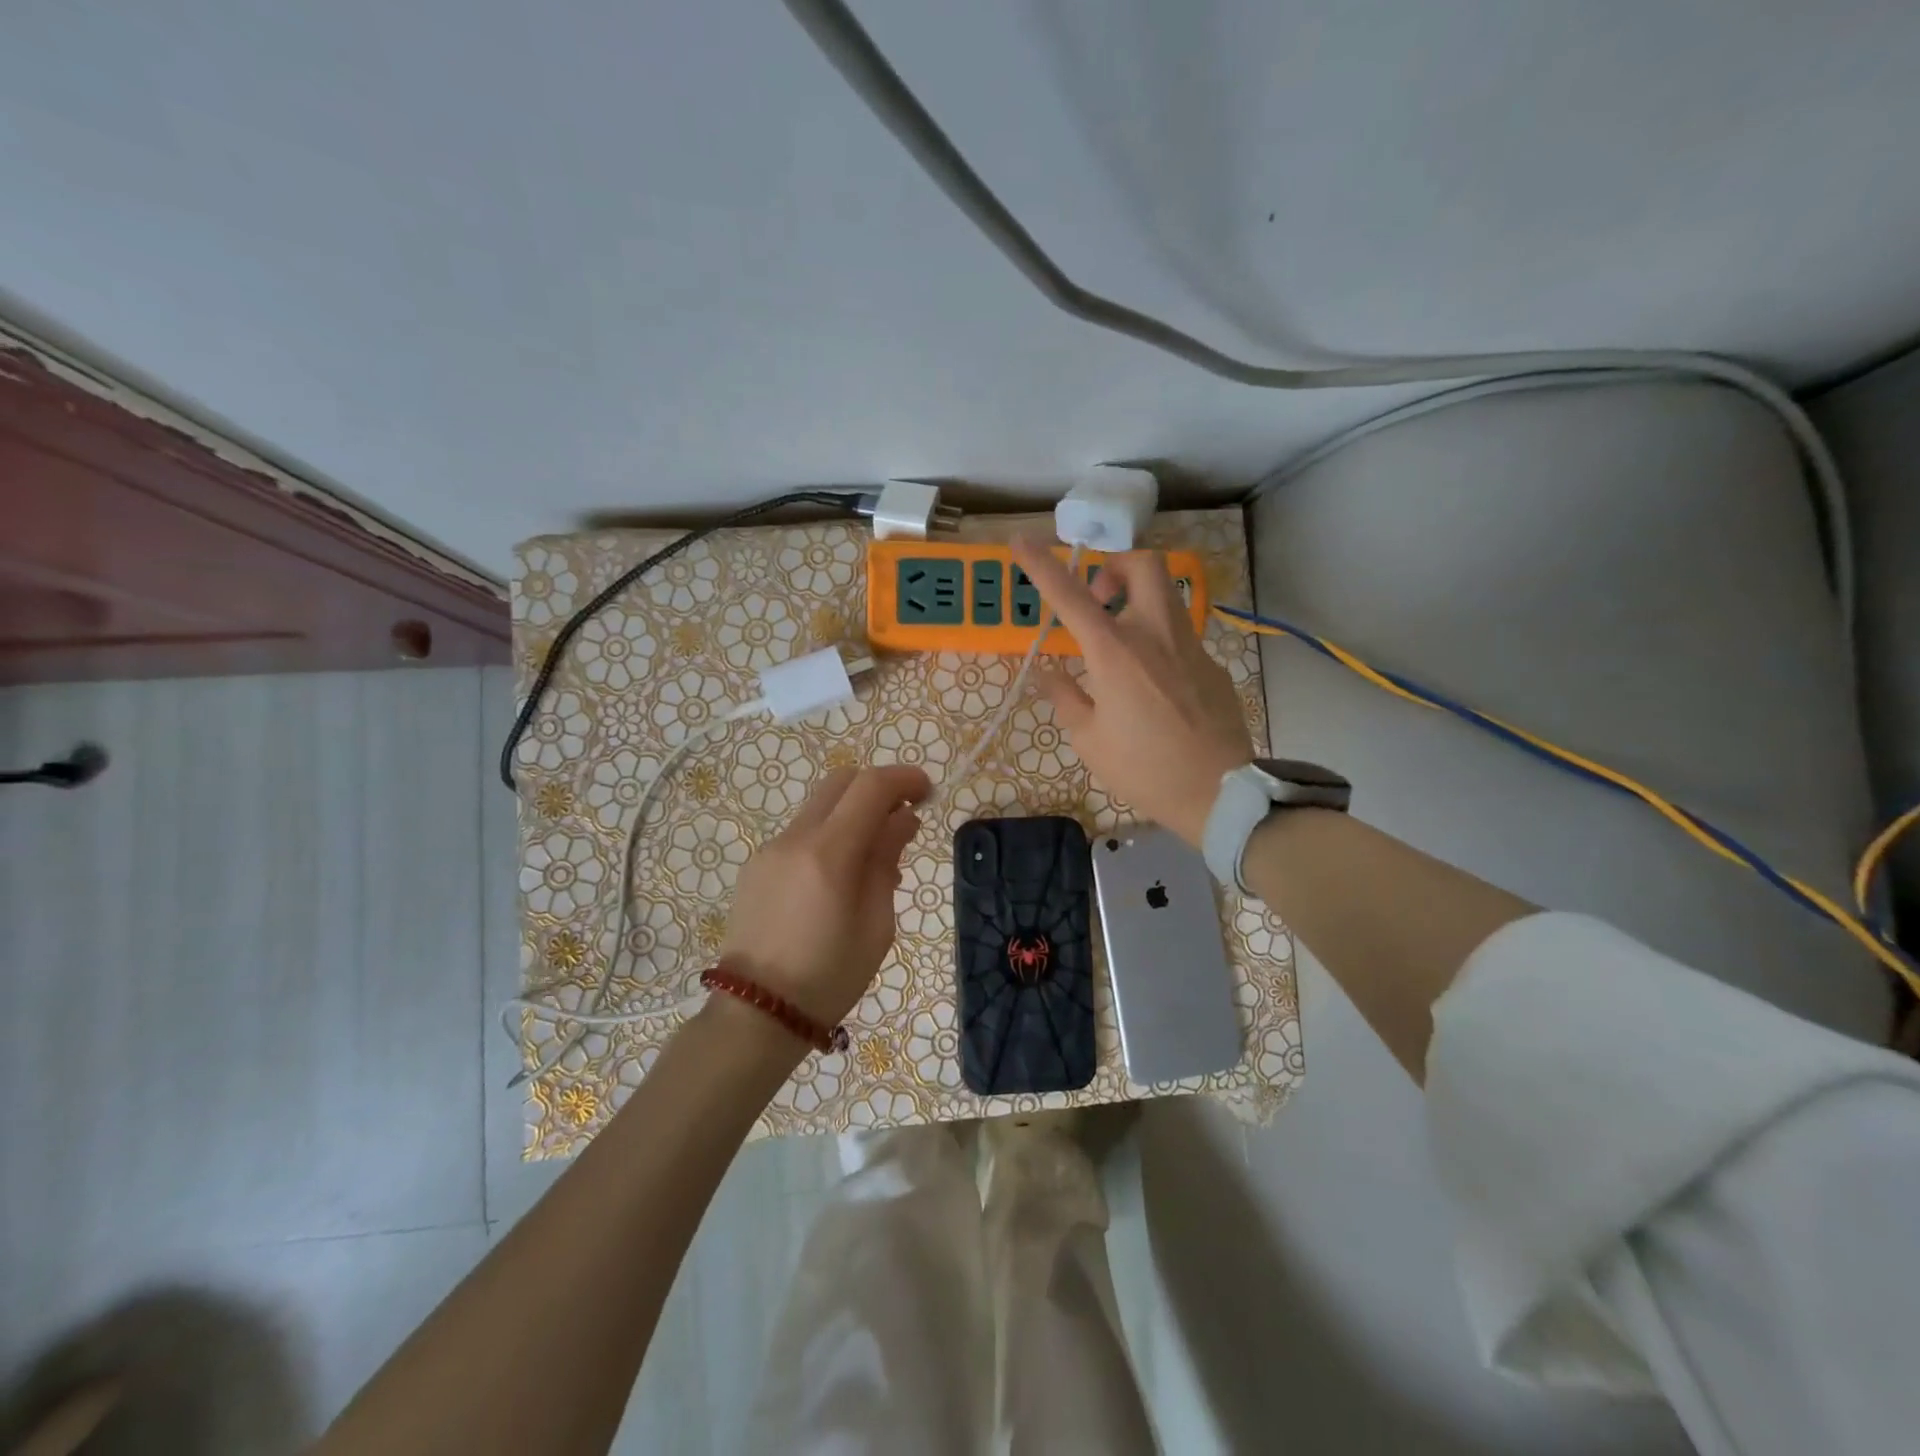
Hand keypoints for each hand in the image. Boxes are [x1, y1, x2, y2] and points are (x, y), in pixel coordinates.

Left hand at [720, 764, 931, 1028]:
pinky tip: (838, 880)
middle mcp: (795, 838)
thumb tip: (902, 820)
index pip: (870, 786)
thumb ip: (886, 860)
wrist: (756, 1013)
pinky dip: (829, 837)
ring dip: (853, 814)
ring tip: (873, 861)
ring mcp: (770, 849)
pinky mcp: (756, 865)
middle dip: (877, 788)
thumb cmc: (830, 976)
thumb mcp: (877, 924)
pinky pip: (801, 833)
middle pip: (841, 781)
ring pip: (820, 806)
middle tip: (902, 818)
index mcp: (829, 854)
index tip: (927, 792)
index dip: (904, 779)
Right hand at [1012, 538, 1251, 845]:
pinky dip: (1156, 640)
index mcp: (1116, 653)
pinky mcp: (1211, 664)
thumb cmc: (1145, 769)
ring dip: (1137, 598)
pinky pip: (1179, 635)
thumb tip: (1047, 671)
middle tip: (1098, 597)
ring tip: (1118, 640)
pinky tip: (1151, 684)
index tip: (1020, 541)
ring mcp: (1190, 646)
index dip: (1041, 565)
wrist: (1219, 792)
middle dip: (1115, 565)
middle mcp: (1155, 635)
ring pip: (1166, 594)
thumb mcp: (1089, 740)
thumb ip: (1065, 697)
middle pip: (1143, 564)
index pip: (1070, 595)